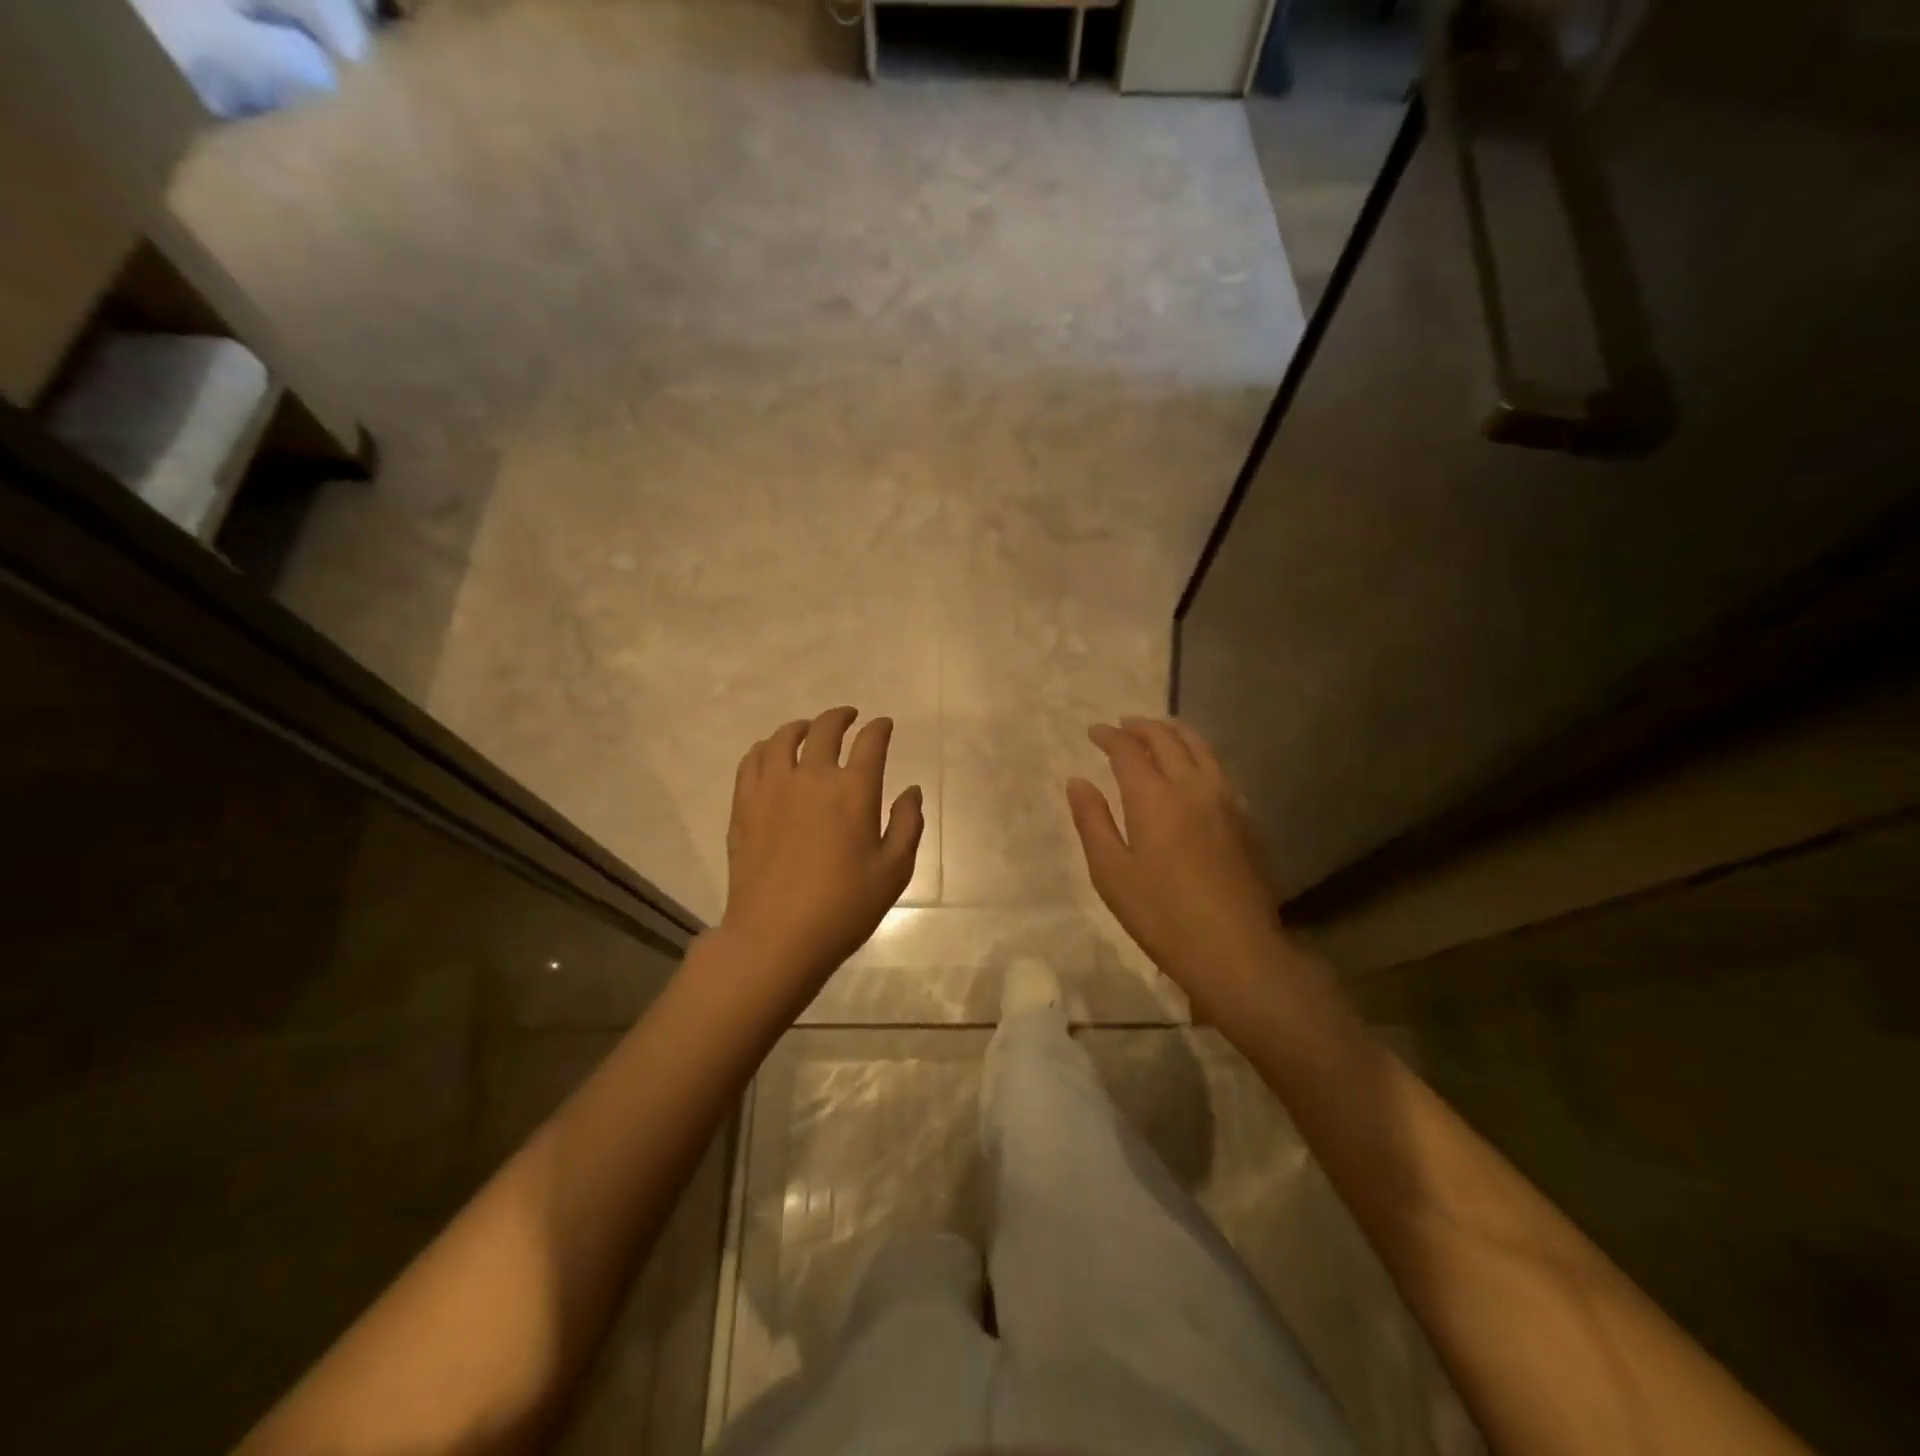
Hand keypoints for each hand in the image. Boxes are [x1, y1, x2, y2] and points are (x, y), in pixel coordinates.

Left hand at [720, 707, 923, 1007]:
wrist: (776, 937)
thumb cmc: (844, 907)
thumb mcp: (894, 871)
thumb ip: (908, 824)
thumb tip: (912, 791)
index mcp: (853, 790)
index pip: (870, 742)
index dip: (880, 728)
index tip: (884, 725)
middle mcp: (812, 777)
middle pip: (826, 729)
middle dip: (841, 717)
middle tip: (849, 717)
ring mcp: (772, 788)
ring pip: (783, 738)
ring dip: (802, 727)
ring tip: (809, 730)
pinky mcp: (744, 805)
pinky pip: (752, 760)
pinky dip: (766, 748)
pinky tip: (772, 754)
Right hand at [1067, 717, 1288, 1017]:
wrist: (1235, 949)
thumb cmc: (1161, 914)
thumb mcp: (1111, 873)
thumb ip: (1093, 821)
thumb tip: (1077, 781)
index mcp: (1154, 797)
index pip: (1129, 750)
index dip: (1109, 736)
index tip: (1094, 731)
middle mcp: (1192, 787)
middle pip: (1168, 740)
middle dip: (1142, 727)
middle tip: (1123, 725)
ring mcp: (1225, 801)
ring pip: (1200, 748)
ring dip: (1175, 733)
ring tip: (1158, 733)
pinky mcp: (1244, 819)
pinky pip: (1217, 769)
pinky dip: (1197, 754)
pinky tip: (1192, 769)